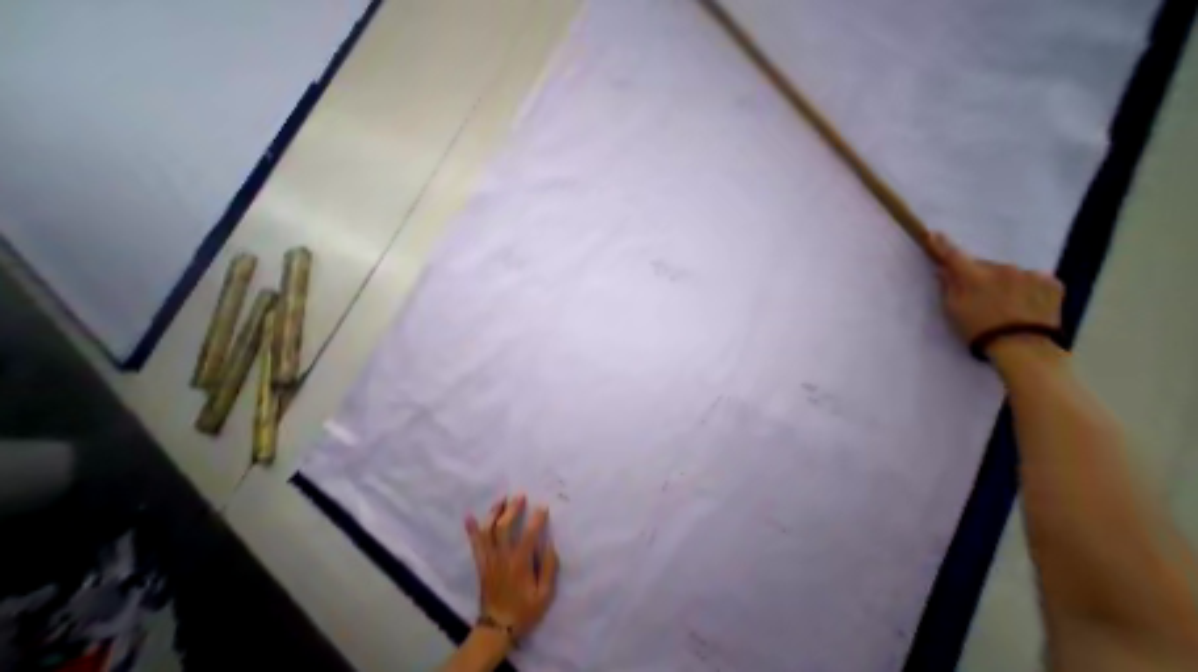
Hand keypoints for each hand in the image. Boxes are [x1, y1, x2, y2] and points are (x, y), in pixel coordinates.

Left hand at [466, 493, 560, 644]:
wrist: (496, 630)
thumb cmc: (524, 611)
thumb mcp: (544, 594)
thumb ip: (549, 567)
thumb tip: (550, 544)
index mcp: (519, 564)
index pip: (528, 535)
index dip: (536, 519)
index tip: (542, 507)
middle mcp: (502, 557)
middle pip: (503, 527)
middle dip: (512, 509)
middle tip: (520, 496)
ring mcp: (489, 560)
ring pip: (488, 532)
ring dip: (494, 513)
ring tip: (502, 499)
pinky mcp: (481, 564)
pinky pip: (475, 544)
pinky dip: (472, 530)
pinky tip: (469, 516)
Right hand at [926, 228, 1065, 346]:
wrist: (1023, 346)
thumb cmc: (977, 328)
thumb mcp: (952, 309)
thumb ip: (948, 286)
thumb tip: (944, 270)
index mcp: (975, 277)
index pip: (954, 256)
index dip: (942, 245)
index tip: (934, 233)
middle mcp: (1004, 269)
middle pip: (982, 265)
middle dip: (975, 273)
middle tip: (971, 291)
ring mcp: (1031, 274)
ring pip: (1006, 272)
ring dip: (999, 280)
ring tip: (999, 301)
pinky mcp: (1053, 282)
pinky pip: (1029, 278)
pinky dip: (1020, 286)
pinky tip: (1019, 302)